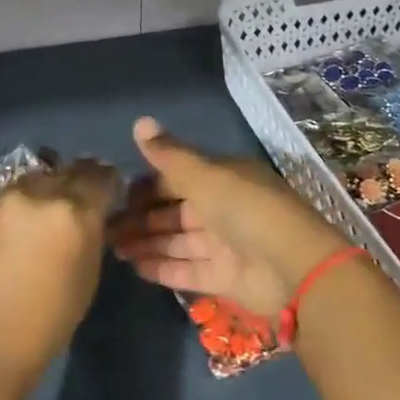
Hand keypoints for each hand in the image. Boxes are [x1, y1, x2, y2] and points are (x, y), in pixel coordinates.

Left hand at [0, 159, 121, 386]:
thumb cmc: (47, 323)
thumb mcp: (87, 276)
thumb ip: (89, 234)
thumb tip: (89, 216)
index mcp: (74, 211)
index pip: (99, 175)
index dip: (103, 182)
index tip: (102, 193)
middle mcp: (35, 194)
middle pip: (61, 172)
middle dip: (68, 186)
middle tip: (63, 211)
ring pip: (23, 184)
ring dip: (31, 199)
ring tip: (25, 228)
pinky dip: (0, 219)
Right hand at [107, 118, 349, 318]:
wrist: (294, 268)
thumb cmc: (246, 210)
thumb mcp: (206, 175)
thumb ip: (169, 155)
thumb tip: (139, 121)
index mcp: (223, 177)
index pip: (178, 177)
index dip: (147, 185)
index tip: (117, 194)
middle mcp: (223, 208)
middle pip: (174, 211)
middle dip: (141, 218)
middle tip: (105, 228)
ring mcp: (225, 245)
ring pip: (177, 241)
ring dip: (146, 243)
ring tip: (111, 248)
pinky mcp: (224, 278)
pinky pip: (187, 270)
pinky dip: (162, 268)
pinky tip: (133, 267)